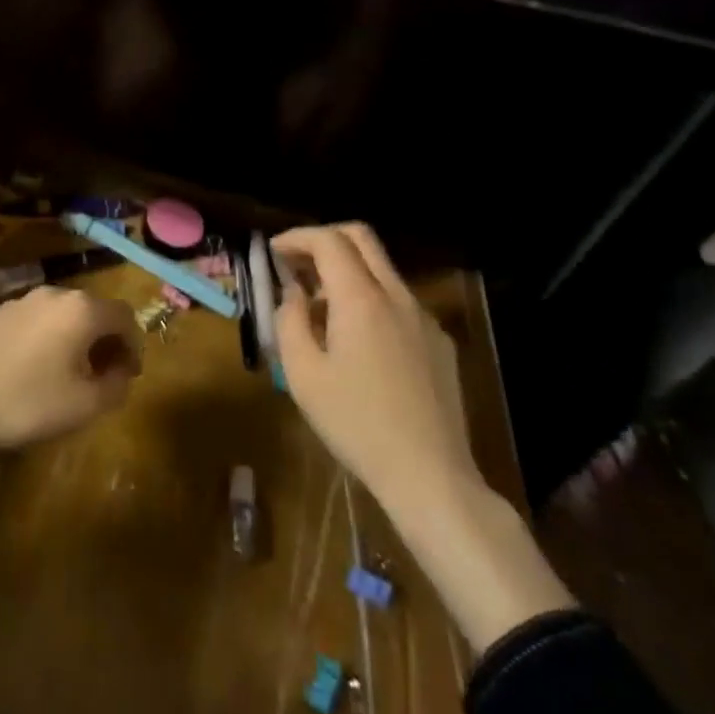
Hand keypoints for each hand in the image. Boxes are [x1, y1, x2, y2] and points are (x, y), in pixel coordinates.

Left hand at [0, 287, 141, 495]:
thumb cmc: (26, 403)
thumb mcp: (84, 406)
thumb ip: (116, 386)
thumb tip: (121, 371)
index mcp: (82, 309)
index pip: (125, 317)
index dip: (134, 346)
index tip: (128, 376)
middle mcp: (56, 293)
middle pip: (96, 311)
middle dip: (106, 341)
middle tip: (103, 377)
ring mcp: (24, 299)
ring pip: (66, 314)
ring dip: (77, 339)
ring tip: (69, 376)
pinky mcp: (0, 312)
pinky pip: (39, 320)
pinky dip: (50, 338)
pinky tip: (35, 370)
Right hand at [275, 223, 574, 653]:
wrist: (430, 476)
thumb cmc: (356, 424)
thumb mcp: (303, 375)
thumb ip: (290, 321)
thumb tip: (293, 293)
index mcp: (361, 298)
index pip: (328, 240)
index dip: (297, 237)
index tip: (274, 252)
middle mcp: (396, 295)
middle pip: (361, 238)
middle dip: (324, 239)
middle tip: (298, 262)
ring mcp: (423, 317)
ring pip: (382, 270)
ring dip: (347, 271)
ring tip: (320, 307)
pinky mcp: (440, 342)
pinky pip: (399, 302)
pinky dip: (371, 299)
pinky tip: (359, 341)